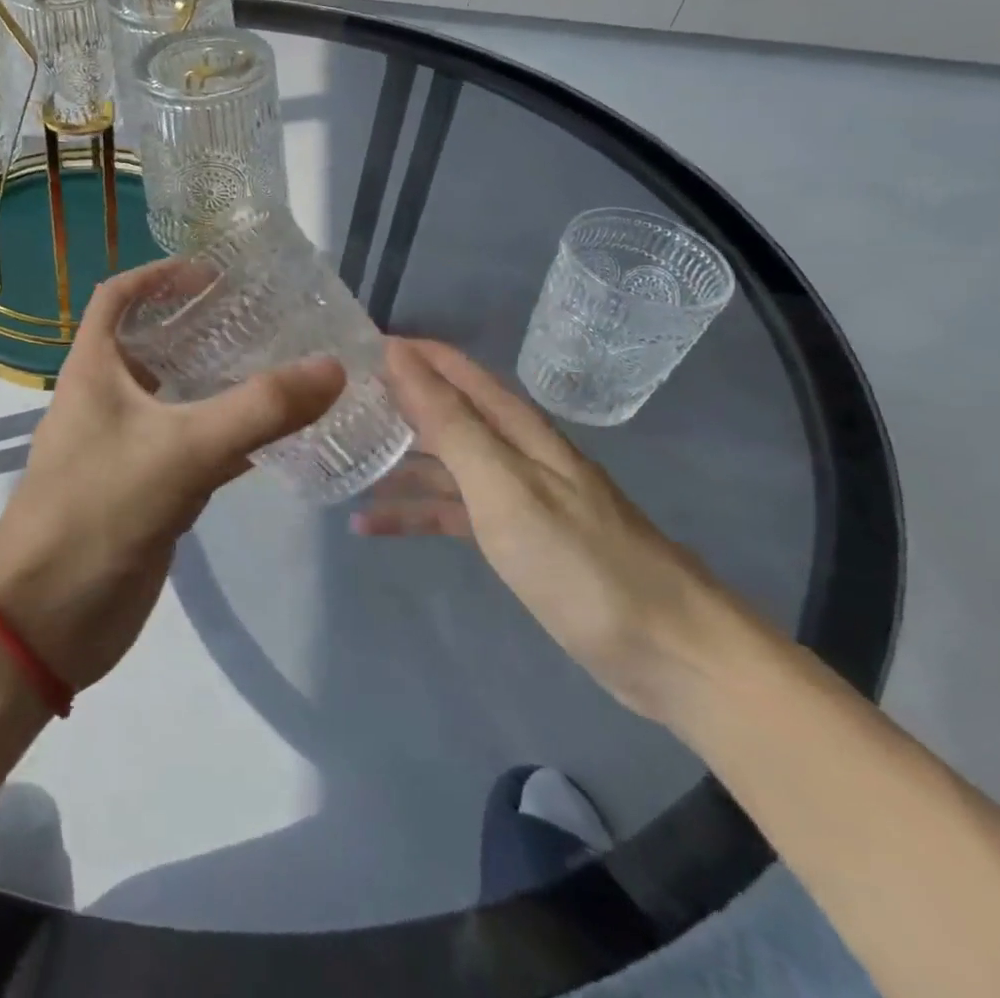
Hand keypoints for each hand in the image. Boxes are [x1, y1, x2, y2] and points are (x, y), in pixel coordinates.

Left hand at [0, 261, 344, 693]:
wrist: (49, 618)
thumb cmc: (98, 510)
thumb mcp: (182, 449)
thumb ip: (259, 409)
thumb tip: (332, 367)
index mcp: (94, 369)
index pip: (118, 297)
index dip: (160, 275)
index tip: (214, 273)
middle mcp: (106, 399)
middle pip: (153, 345)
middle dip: (202, 327)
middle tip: (264, 320)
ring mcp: (125, 447)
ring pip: (177, 400)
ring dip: (218, 384)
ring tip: (279, 368)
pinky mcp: (145, 490)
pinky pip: (191, 449)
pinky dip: (227, 438)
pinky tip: (274, 438)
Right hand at [360, 338, 741, 722]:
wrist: (668, 651)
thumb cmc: (579, 559)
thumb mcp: (503, 484)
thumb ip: (449, 421)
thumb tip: (400, 357)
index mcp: (515, 427)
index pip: (453, 370)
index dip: (408, 354)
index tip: (352, 348)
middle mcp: (512, 451)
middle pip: (443, 414)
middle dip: (392, 405)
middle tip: (331, 406)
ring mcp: (513, 496)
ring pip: (440, 464)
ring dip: (392, 462)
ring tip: (338, 463)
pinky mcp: (513, 539)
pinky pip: (449, 512)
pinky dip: (412, 514)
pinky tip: (369, 525)